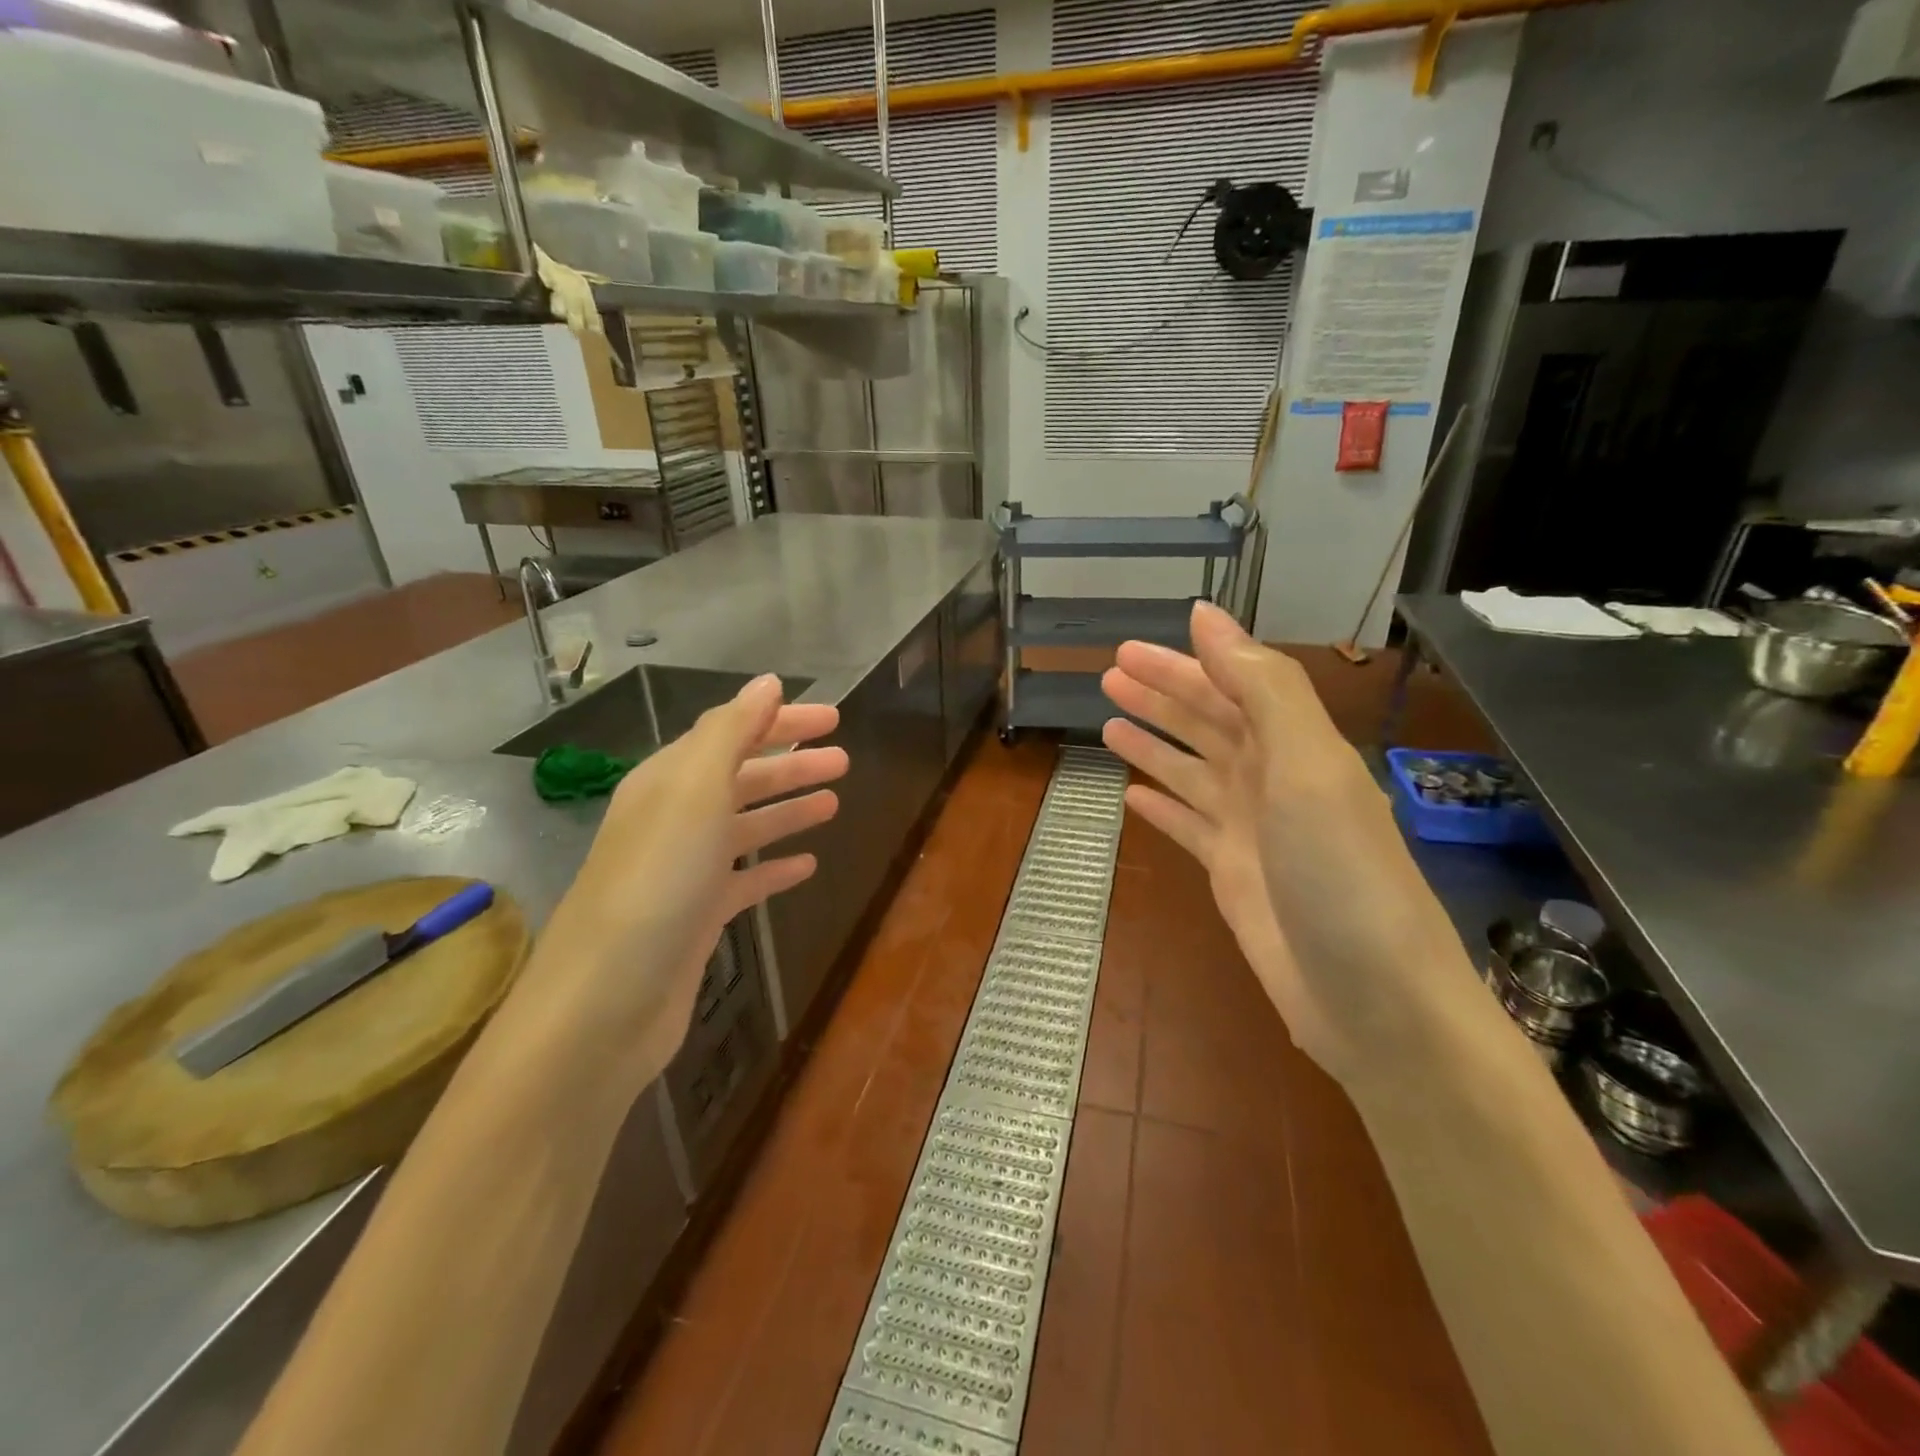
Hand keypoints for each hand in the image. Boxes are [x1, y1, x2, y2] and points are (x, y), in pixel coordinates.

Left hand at [505, 675, 845, 1089]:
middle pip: (741, 778)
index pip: (730, 733)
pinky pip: (745, 880)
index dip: (781, 722)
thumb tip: (767, 682)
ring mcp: (685, 871)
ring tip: (834, 802)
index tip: (833, 719)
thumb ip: (731, 732)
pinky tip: (806, 865)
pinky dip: (774, 867)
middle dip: (792, 765)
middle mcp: (673, 819)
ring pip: (746, 827)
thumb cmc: (656, 883)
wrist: (605, 1003)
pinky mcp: (697, 918)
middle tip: (844, 760)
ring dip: (788, 810)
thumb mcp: (694, 792)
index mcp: (668, 781)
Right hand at [1102, 603, 1468, 1089]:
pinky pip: (1189, 828)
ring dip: (1154, 744)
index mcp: (1295, 746)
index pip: (1231, 685)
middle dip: (1161, 696)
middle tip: (1108, 674)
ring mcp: (1251, 830)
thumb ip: (1261, 687)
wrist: (1372, 998)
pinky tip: (1132, 797)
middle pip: (1207, 723)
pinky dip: (1162, 809)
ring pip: (1191, 771)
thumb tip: (1206, 616)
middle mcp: (1272, 780)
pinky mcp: (1232, 876)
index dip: (1185, 662)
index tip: (1135, 643)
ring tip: (1108, 723)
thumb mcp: (1308, 765)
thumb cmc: (1340, 872)